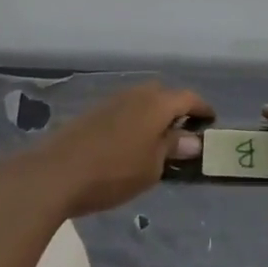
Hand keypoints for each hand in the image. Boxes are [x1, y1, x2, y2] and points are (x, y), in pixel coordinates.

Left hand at [20, 83, 212, 218]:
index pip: (188, 98)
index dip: (202, 108)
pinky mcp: (93, 112)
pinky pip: (125, 109)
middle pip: (163, 94)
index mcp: (156, 104)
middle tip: (185, 131)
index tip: (211, 120)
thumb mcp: (152, 167)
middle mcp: (135, 94)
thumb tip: (192, 139)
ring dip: (154, 114)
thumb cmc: (113, 172)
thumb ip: (172, 148)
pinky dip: (135, 120)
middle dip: (177, 109)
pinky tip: (132, 141)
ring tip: (159, 139)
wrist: (56, 172)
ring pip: (141, 100)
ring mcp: (111, 101)